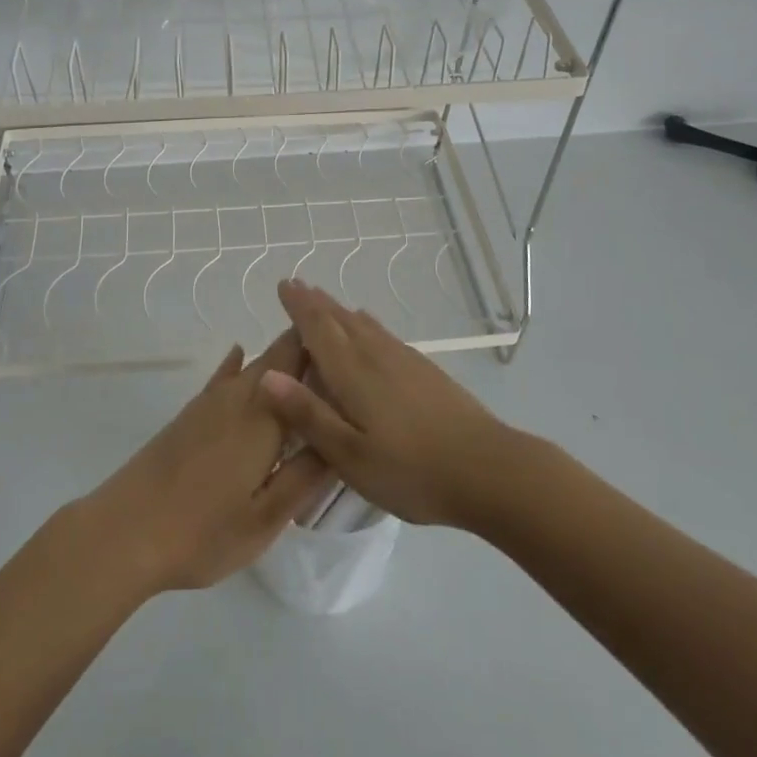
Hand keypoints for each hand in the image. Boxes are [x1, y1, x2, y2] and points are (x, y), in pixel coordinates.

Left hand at [77, 328, 331, 594]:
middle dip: (308, 348)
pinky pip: (222, 377)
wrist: (124, 532)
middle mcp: (238, 398)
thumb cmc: (202, 533)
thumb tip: (342, 439)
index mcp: (264, 418)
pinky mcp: (189, 415)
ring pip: (253, 365)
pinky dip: (238, 363)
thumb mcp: (265, 519)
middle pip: (278, 356)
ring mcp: (209, 403)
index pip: (300, 361)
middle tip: (343, 354)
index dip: (328, 347)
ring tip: (309, 356)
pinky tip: (239, 352)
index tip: (357, 348)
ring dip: (280, 357)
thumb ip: (306, 476)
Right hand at [261, 279, 512, 528]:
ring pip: (364, 324)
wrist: (489, 470)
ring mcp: (405, 361)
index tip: (284, 285)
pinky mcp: (426, 371)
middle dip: (316, 302)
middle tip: (297, 285)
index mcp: (353, 373)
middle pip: (341, 320)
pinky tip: (370, 327)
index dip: (299, 307)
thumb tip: (267, 376)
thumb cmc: (412, 470)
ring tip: (324, 301)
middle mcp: (377, 356)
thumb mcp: (350, 455)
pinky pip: (384, 334)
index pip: (319, 329)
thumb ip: (309, 415)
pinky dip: (366, 324)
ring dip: (340, 310)